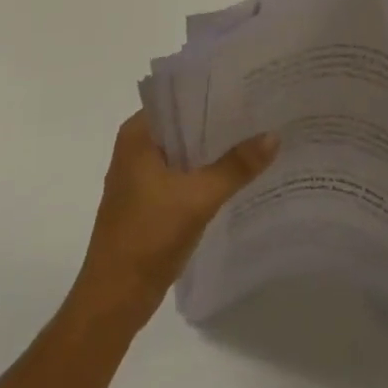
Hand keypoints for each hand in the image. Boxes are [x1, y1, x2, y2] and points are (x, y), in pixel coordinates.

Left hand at [72, 111, 278, 328]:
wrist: (114, 301)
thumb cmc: (148, 238)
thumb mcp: (198, 198)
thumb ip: (236, 167)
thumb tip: (273, 135)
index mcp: (138, 134)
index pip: (180, 97)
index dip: (214, 91)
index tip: (249, 86)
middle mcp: (136, 146)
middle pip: (185, 123)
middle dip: (220, 120)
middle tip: (262, 110)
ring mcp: (141, 175)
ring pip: (185, 150)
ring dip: (214, 148)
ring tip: (257, 136)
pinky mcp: (149, 200)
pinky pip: (183, 173)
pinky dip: (206, 172)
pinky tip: (238, 174)